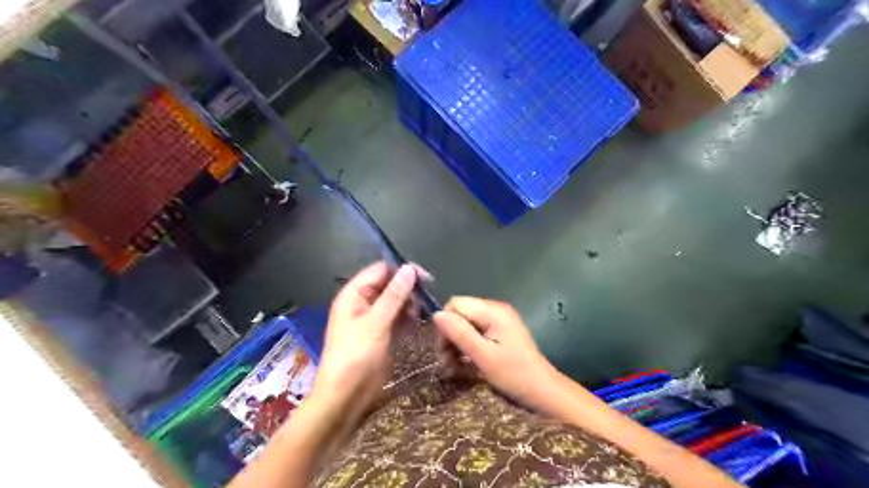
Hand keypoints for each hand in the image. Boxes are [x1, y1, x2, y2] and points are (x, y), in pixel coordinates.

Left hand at [310, 262, 419, 421]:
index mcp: (354, 294)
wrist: (345, 396)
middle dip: (408, 287)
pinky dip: (408, 316)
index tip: (425, 278)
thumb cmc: (355, 356)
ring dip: (410, 302)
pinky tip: (420, 320)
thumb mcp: (375, 323)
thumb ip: (393, 295)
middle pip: (389, 284)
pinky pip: (397, 316)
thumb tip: (410, 268)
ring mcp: (373, 318)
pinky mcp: (381, 333)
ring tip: (424, 311)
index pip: (380, 270)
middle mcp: (363, 302)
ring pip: (395, 300)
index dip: (401, 270)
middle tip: (428, 297)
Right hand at [434, 296, 563, 413]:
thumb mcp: (483, 356)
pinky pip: (476, 332)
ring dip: (457, 344)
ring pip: (466, 324)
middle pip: (460, 313)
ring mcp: (499, 320)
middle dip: (450, 336)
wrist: (544, 391)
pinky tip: (466, 363)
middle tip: (447, 363)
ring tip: (454, 366)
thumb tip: (436, 314)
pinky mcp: (500, 332)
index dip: (445, 325)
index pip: (455, 304)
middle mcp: (495, 309)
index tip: (444, 350)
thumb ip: (460, 333)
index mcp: (493, 311)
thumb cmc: (514, 374)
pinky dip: (468, 346)